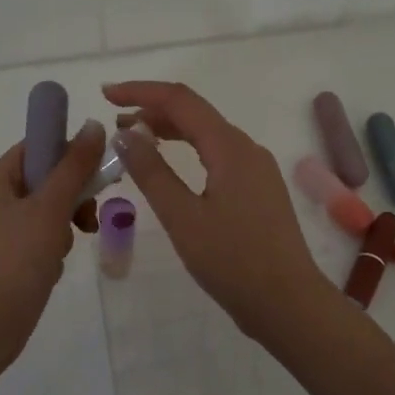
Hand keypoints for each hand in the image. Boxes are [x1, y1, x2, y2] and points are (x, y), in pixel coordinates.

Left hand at [0, 119, 105, 368]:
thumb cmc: (16, 259)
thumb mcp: (50, 207)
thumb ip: (74, 166)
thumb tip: (93, 124)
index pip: (38, 145)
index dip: (70, 152)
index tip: (98, 171)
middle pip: (46, 178)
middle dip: (73, 196)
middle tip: (89, 215)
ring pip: (47, 209)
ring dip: (66, 224)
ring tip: (67, 246)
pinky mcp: (7, 255)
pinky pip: (40, 236)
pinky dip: (53, 246)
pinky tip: (54, 265)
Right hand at [104, 81, 336, 344]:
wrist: (288, 303)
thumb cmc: (232, 261)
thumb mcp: (183, 217)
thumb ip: (152, 172)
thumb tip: (126, 133)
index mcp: (230, 147)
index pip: (180, 100)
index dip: (141, 91)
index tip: (106, 94)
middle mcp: (247, 148)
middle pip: (196, 114)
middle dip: (153, 110)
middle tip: (114, 122)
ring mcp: (257, 169)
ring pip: (208, 135)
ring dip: (170, 131)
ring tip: (135, 141)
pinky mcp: (259, 190)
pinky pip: (219, 156)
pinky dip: (189, 152)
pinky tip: (171, 169)